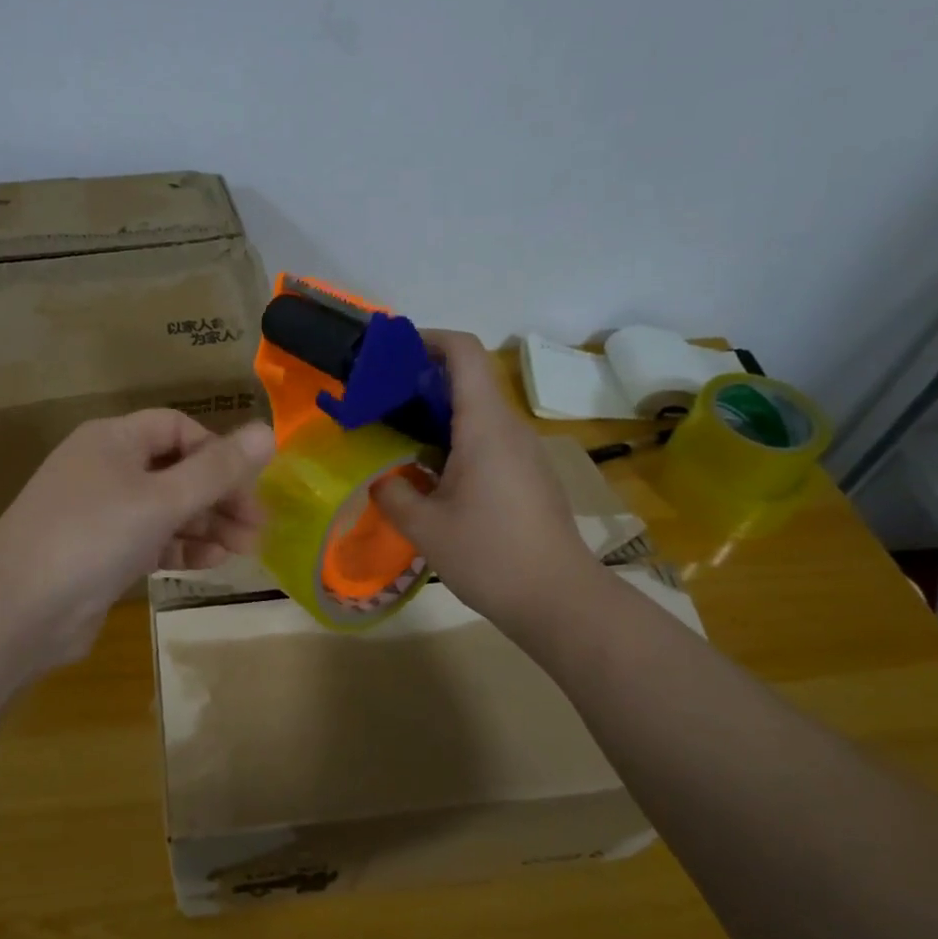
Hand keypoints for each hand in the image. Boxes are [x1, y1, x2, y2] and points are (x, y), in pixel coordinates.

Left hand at [0, 411, 275, 671]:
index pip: (178, 428)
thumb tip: (269, 431)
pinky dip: (181, 548)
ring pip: (166, 509)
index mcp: (113, 440)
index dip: (218, 452)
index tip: (251, 485)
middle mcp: (105, 469)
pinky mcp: (101, 555)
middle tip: (258, 527)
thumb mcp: (162, 499)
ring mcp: (101, 514)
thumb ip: (218, 469)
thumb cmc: (92, 537)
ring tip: (245, 549)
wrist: (16, 611)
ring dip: (206, 525)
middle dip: (219, 496)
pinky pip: (151, 541)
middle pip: (176, 470)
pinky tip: (212, 562)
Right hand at [373, 331, 596, 634]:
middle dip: (420, 383)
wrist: (560, 600)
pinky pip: (489, 442)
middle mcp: (510, 428)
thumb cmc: (490, 555)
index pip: (464, 352)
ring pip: (477, 415)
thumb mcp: (425, 527)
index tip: (389, 353)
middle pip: (468, 381)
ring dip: (436, 418)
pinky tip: (431, 479)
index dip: (427, 338)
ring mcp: (525, 453)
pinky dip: (455, 443)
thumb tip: (380, 480)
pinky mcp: (530, 476)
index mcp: (485, 425)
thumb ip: (392, 494)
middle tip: (377, 406)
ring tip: (397, 442)